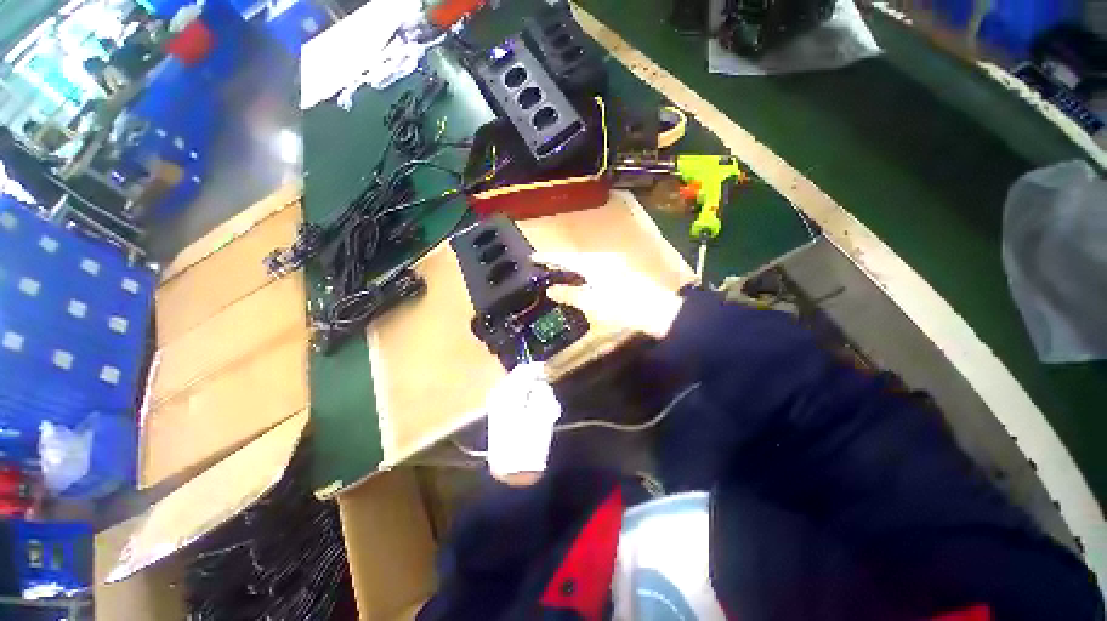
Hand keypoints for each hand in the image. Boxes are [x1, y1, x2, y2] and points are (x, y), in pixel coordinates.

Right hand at [533, 252, 684, 339]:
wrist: (657, 310)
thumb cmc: (622, 307)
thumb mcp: (592, 303)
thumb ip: (570, 294)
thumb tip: (551, 289)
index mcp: (593, 264)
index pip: (564, 258)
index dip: (548, 257)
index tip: (532, 257)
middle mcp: (602, 258)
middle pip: (575, 257)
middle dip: (559, 260)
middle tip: (544, 265)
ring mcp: (613, 263)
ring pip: (585, 261)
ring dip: (571, 266)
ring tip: (558, 271)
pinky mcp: (620, 270)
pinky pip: (594, 267)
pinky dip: (583, 271)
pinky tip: (580, 278)